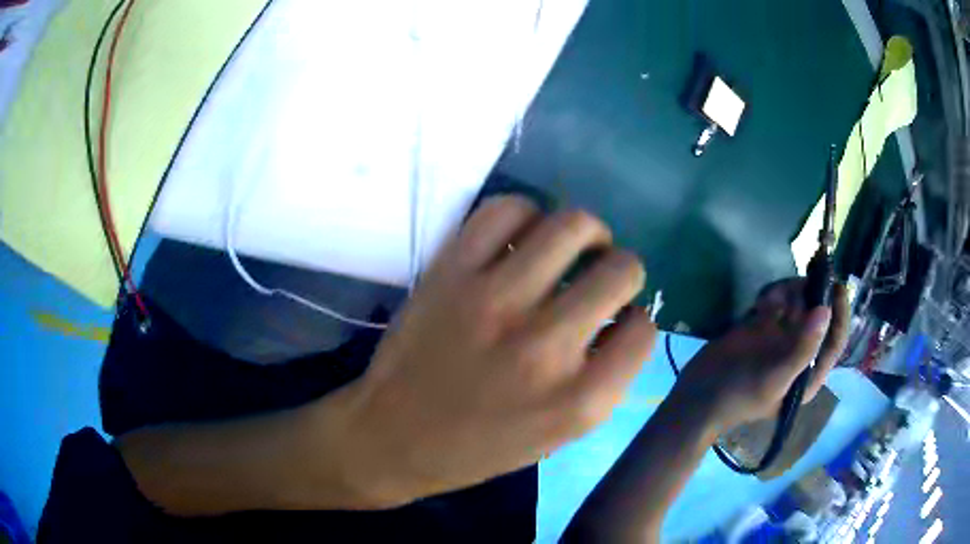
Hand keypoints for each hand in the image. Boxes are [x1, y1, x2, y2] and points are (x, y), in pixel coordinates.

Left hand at [341, 196, 656, 505]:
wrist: (395, 436)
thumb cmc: (481, 446)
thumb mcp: (559, 435)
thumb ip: (604, 379)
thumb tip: (624, 315)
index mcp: (579, 400)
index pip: (644, 329)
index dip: (636, 321)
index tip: (617, 321)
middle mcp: (545, 346)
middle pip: (623, 269)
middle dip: (623, 269)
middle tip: (602, 274)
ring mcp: (495, 301)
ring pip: (573, 226)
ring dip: (587, 232)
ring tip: (572, 246)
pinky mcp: (451, 272)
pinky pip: (507, 209)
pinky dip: (526, 213)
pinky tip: (522, 236)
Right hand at [675, 279, 848, 431]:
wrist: (699, 394)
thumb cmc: (741, 395)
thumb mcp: (775, 377)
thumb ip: (803, 348)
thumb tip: (825, 311)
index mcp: (808, 373)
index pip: (834, 341)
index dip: (840, 315)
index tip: (838, 286)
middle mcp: (799, 352)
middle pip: (817, 317)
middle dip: (814, 296)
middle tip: (809, 274)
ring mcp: (780, 338)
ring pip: (797, 305)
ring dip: (791, 293)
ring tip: (776, 295)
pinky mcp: (761, 326)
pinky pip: (776, 302)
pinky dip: (773, 295)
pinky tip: (761, 301)